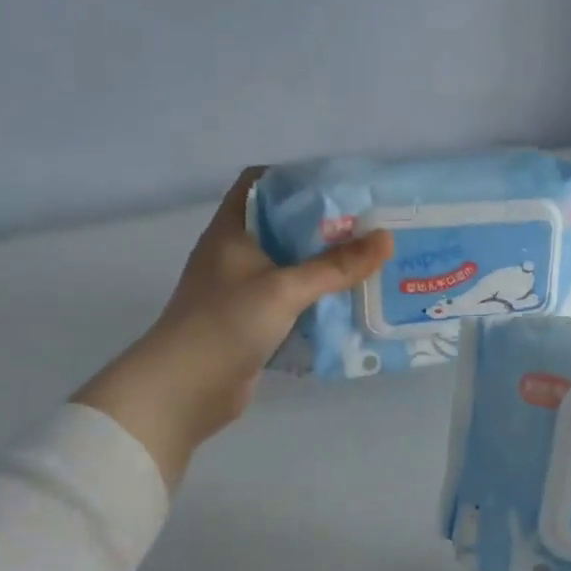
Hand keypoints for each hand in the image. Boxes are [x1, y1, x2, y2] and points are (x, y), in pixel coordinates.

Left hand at [74, 168, 391, 486]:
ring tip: (368, 264)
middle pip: (282, 227)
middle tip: (368, 228)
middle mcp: (234, 255)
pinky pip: (290, 303)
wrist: (184, 390)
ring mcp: (241, 291)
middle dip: (323, 228)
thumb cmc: (226, 324)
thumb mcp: (285, 289)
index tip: (338, 188)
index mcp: (231, 230)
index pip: (259, 184)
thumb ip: (335, 266)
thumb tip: (386, 239)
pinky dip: (316, 302)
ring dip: (323, 268)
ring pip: (289, 268)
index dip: (295, 180)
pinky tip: (348, 305)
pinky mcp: (251, 324)